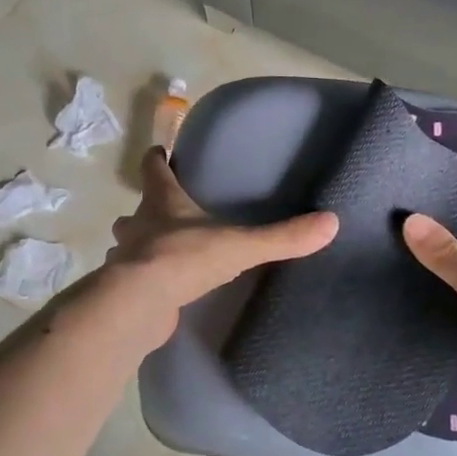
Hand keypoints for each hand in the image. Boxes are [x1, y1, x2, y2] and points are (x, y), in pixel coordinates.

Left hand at [102, 148, 337, 343]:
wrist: (139, 304)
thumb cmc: (185, 258)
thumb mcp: (240, 245)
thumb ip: (282, 237)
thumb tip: (331, 223)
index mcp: (162, 201)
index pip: (153, 168)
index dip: (158, 159)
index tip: (162, 152)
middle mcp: (137, 224)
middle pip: (138, 208)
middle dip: (150, 208)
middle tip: (170, 212)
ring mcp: (126, 257)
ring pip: (129, 243)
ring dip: (142, 244)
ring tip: (166, 251)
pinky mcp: (125, 289)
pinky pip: (134, 277)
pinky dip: (144, 278)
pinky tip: (161, 288)